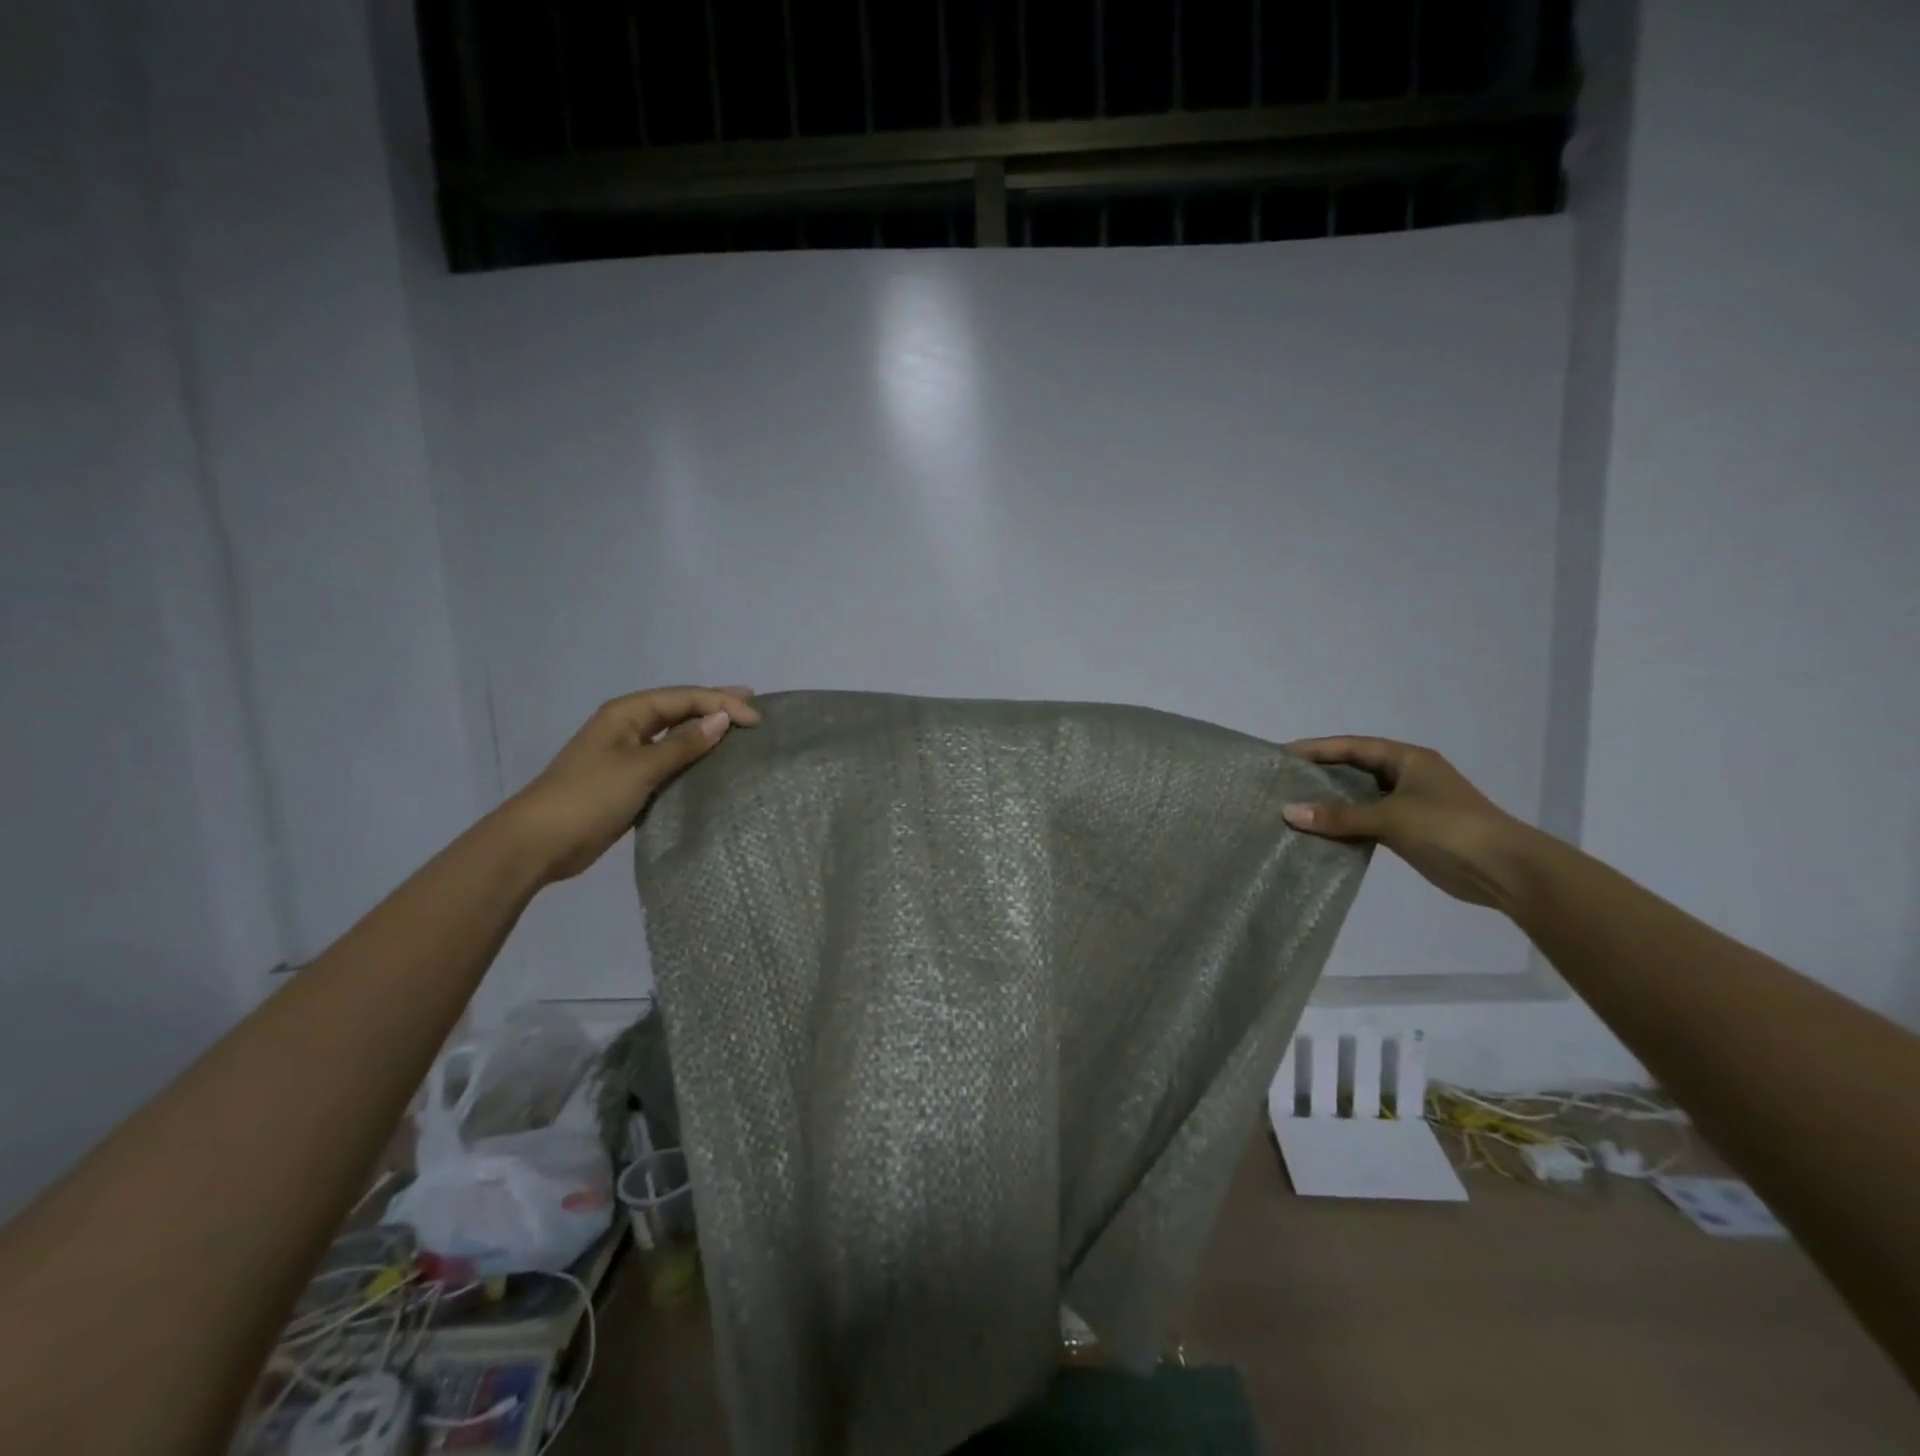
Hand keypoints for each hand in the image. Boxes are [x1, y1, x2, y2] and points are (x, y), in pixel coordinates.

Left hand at [504, 685, 760, 882]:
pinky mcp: (628, 780)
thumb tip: (722, 719)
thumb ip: (683, 744)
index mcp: (627, 713)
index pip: (684, 698)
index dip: (722, 703)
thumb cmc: (591, 796)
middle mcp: (628, 726)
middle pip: (679, 709)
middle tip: (753, 705)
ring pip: (674, 734)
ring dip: (704, 731)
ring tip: (738, 730)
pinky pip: (668, 760)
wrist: (540, 841)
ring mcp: (626, 754)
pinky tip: (711, 763)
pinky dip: (691, 757)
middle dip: (715, 705)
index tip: (757, 719)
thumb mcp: (641, 767)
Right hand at [1281, 736, 1540, 908]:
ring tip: (1292, 806)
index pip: (1353, 746)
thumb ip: (1339, 815)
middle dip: (1320, 774)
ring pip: (1359, 797)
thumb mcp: (1390, 817)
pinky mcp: (1409, 832)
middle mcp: (1407, 776)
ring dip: (1331, 803)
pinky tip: (1319, 832)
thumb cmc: (1448, 828)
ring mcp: (1409, 805)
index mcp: (1407, 759)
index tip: (1283, 754)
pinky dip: (1345, 825)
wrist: (1504, 870)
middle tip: (1282, 780)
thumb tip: (1288, 811)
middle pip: (1354, 769)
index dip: (1317, 749)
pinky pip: (1367, 822)